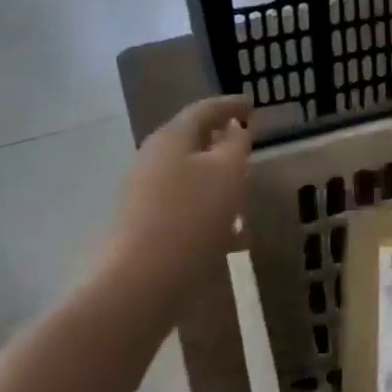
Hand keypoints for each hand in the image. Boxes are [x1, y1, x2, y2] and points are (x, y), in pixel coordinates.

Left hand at [94, 97, 251, 305]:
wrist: (138, 286)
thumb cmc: (191, 217)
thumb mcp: (228, 172)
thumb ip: (236, 144)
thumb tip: (235, 130)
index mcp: (171, 138)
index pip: (204, 109)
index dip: (230, 105)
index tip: (252, 105)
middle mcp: (152, 160)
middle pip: (193, 143)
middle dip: (222, 146)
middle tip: (248, 149)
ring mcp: (143, 196)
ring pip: (190, 179)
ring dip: (218, 184)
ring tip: (247, 201)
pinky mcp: (142, 228)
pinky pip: (183, 209)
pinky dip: (208, 213)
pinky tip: (231, 239)